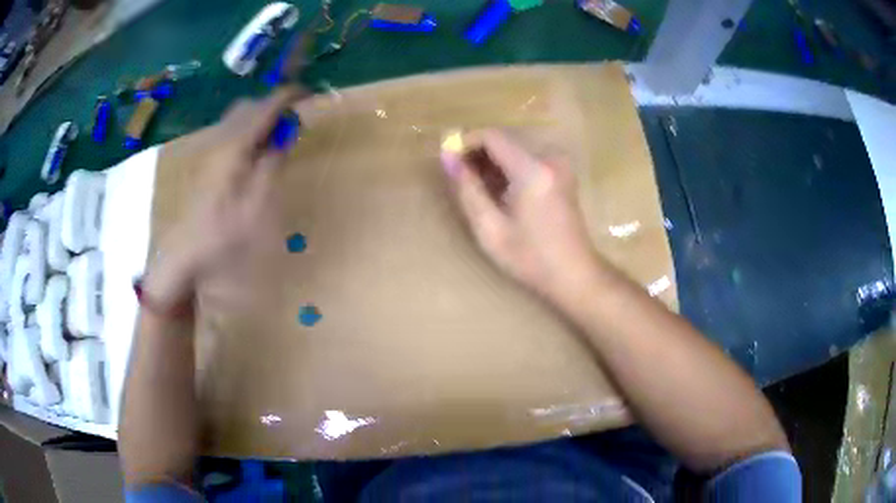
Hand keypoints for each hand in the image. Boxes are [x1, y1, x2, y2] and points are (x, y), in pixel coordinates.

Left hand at [143, 87, 301, 309]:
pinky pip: (229, 131)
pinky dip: (247, 128)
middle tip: (293, 116)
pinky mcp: (205, 162)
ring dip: (258, 116)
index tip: (307, 93)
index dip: (286, 98)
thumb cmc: (223, 235)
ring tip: (277, 132)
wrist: (185, 256)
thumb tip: (285, 135)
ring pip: (236, 117)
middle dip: (271, 104)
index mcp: (234, 148)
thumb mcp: (256, 204)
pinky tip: (254, 149)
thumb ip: (271, 164)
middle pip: (247, 106)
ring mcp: (209, 150)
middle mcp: (219, 141)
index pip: (263, 110)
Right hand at [440, 130, 598, 303]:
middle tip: (461, 182)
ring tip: (480, 192)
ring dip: (492, 163)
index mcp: (533, 170)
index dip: (465, 143)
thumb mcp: (490, 229)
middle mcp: (549, 157)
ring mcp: (559, 163)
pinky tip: (501, 193)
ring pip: (513, 149)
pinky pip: (527, 158)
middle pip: (503, 140)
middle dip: (477, 155)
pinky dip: (509, 169)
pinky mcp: (562, 171)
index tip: (449, 162)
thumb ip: (467, 189)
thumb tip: (447, 157)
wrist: (574, 273)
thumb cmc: (531, 258)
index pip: (491, 136)